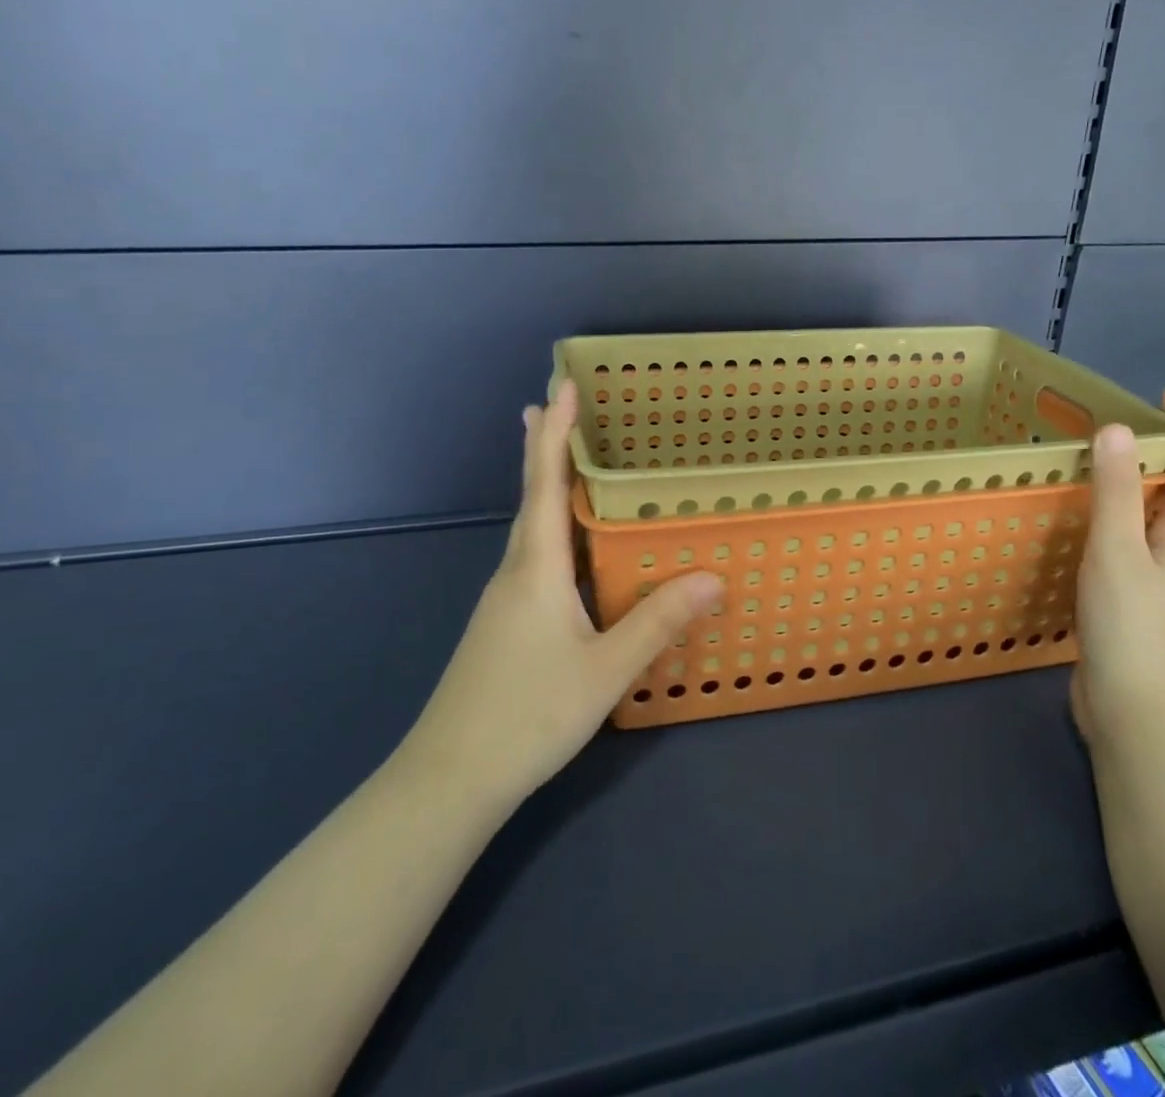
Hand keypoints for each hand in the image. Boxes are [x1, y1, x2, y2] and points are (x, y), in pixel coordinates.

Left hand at [404, 380, 723, 809]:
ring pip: (533, 528)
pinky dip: (555, 530)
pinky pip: (536, 557)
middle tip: (558, 404)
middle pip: (533, 495)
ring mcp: (506, 598)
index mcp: (536, 566)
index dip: (555, 432)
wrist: (450, 778)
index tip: (561, 385)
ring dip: (549, 486)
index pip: (546, 482)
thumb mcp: (605, 669)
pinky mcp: (506, 623)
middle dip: (546, 447)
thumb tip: (713, 577)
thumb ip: (658, 622)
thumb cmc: (528, 714)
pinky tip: (573, 549)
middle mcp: (517, 570)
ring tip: (571, 462)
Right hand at [1071, 389, 1164, 749]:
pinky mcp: (1127, 603)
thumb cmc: (1134, 629)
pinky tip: (1073, 526)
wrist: (1137, 716)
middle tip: (1109, 424)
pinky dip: (1103, 521)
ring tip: (1088, 464)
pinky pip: (1120, 545)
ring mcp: (1153, 582)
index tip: (1163, 396)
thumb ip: (1118, 492)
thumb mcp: (1119, 552)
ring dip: (1128, 486)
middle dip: (1155, 453)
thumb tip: (1118, 428)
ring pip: (1146, 520)